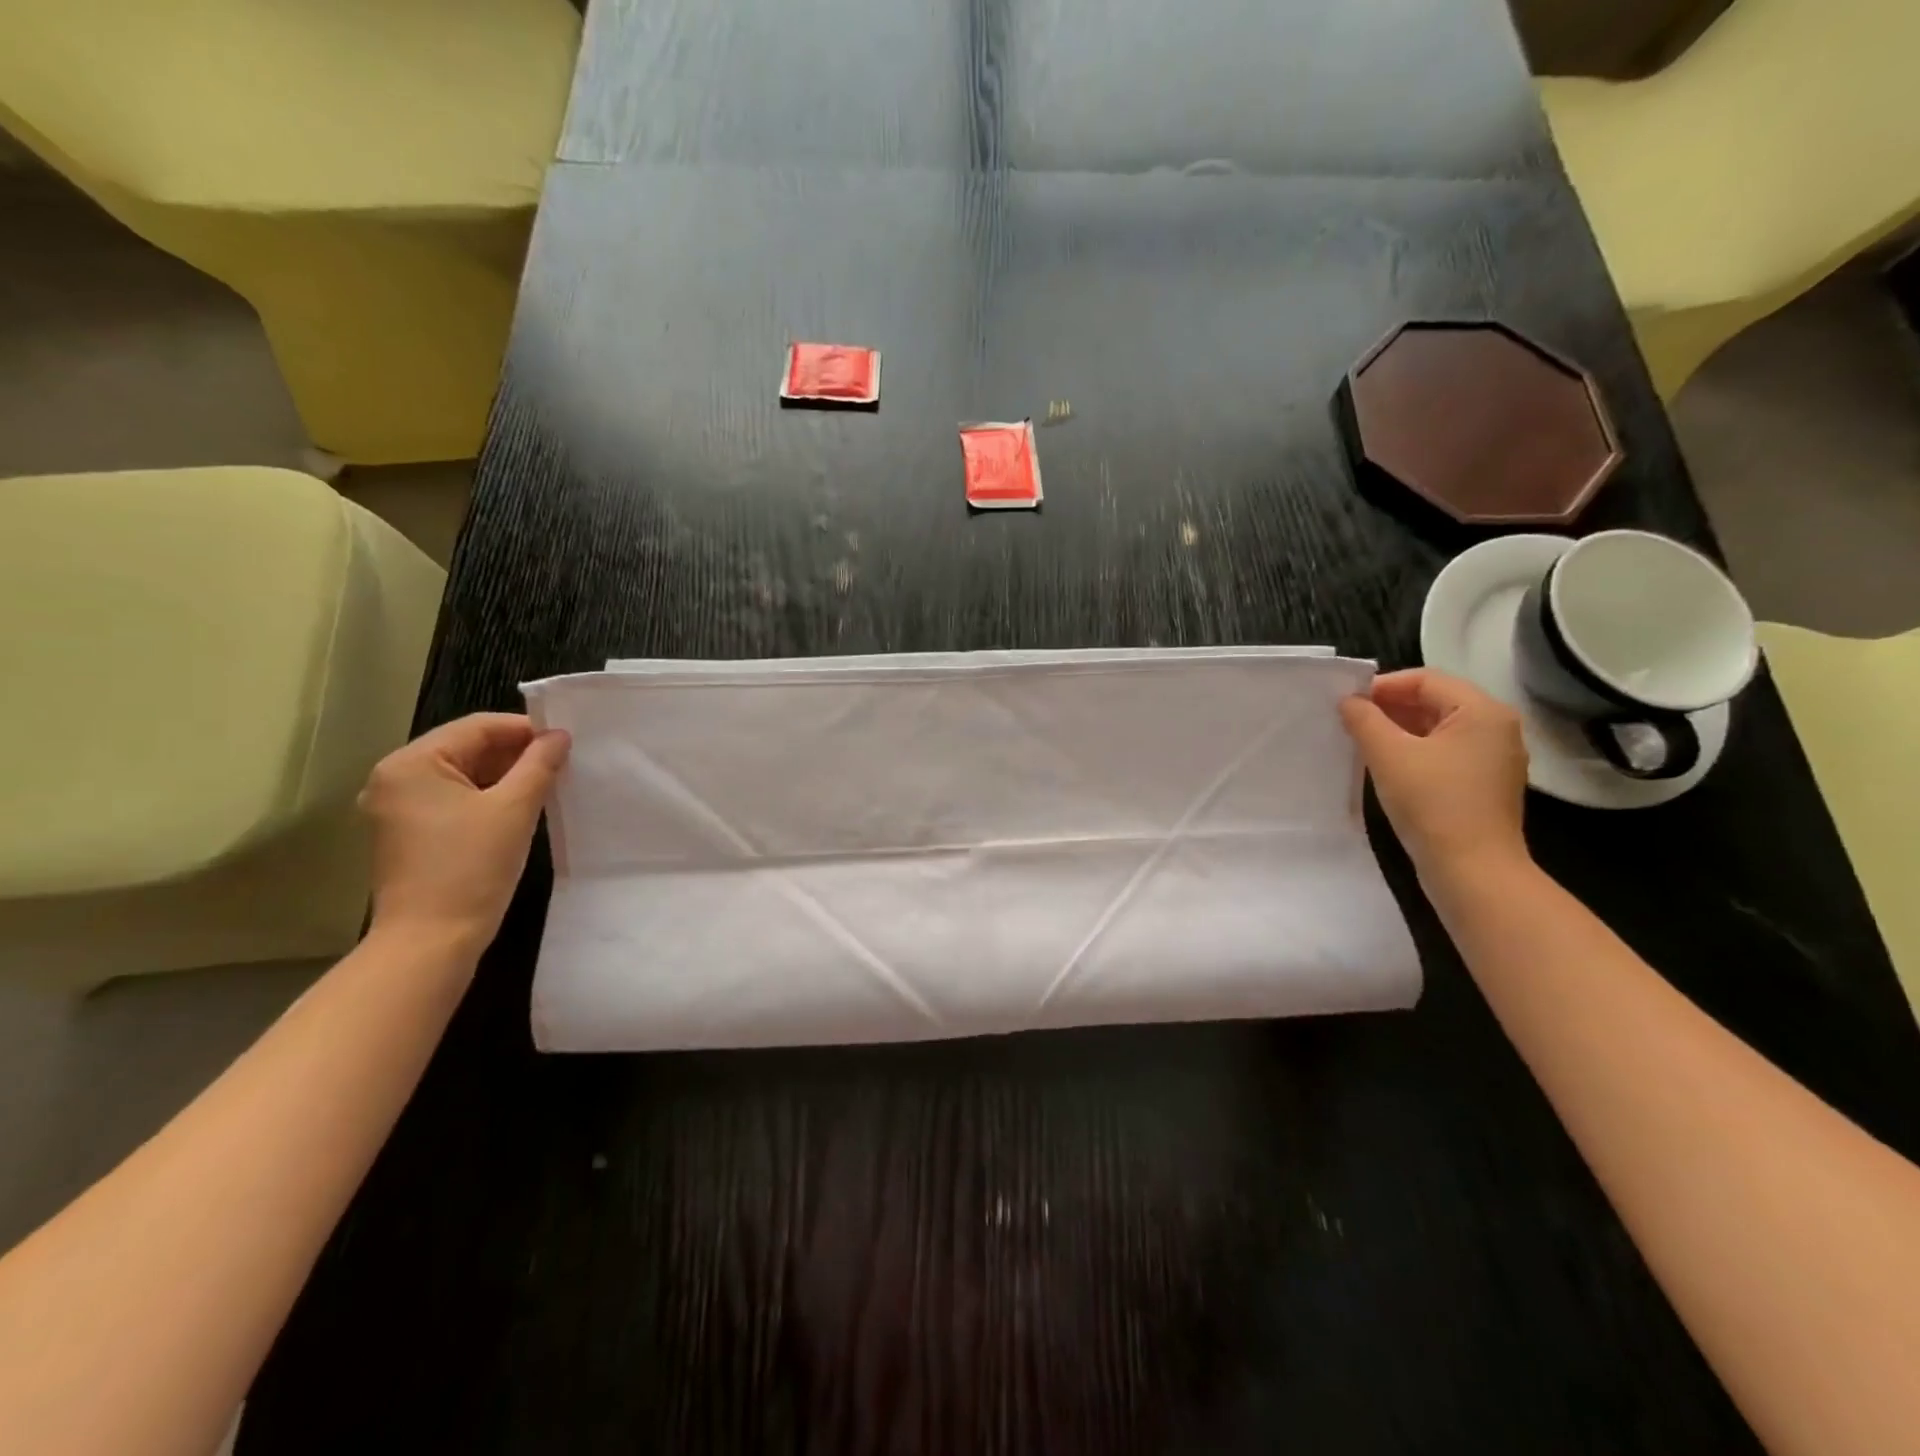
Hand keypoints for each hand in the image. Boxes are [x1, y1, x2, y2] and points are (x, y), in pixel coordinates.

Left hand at [357, 714, 570, 955]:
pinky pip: (454, 799)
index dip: (525, 729)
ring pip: (463, 775)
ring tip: (549, 782)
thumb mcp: (514, 809)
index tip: (566, 740)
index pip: (477, 728)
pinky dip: (488, 797)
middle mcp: (395, 779)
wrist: (431, 941)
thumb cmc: (471, 868)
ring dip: (505, 775)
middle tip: (563, 761)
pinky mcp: (409, 833)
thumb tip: (559, 736)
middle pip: (467, 748)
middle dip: (516, 753)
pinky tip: (521, 807)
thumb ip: (539, 764)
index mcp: (411, 764)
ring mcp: (398, 808)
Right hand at [1339, 669, 1530, 882]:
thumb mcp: (1388, 755)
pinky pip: (1445, 751)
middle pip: (1435, 700)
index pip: (1425, 679)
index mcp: (1482, 711)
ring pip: (1438, 727)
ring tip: (1361, 741)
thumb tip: (1349, 702)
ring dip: (1399, 728)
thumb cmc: (1432, 804)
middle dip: (1389, 707)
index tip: (1346, 702)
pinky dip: (1414, 749)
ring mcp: (1494, 757)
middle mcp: (1496, 727)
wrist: (1472, 871)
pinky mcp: (1484, 783)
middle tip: (1349, 720)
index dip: (1382, 686)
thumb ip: (1364, 720)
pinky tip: (1386, 764)